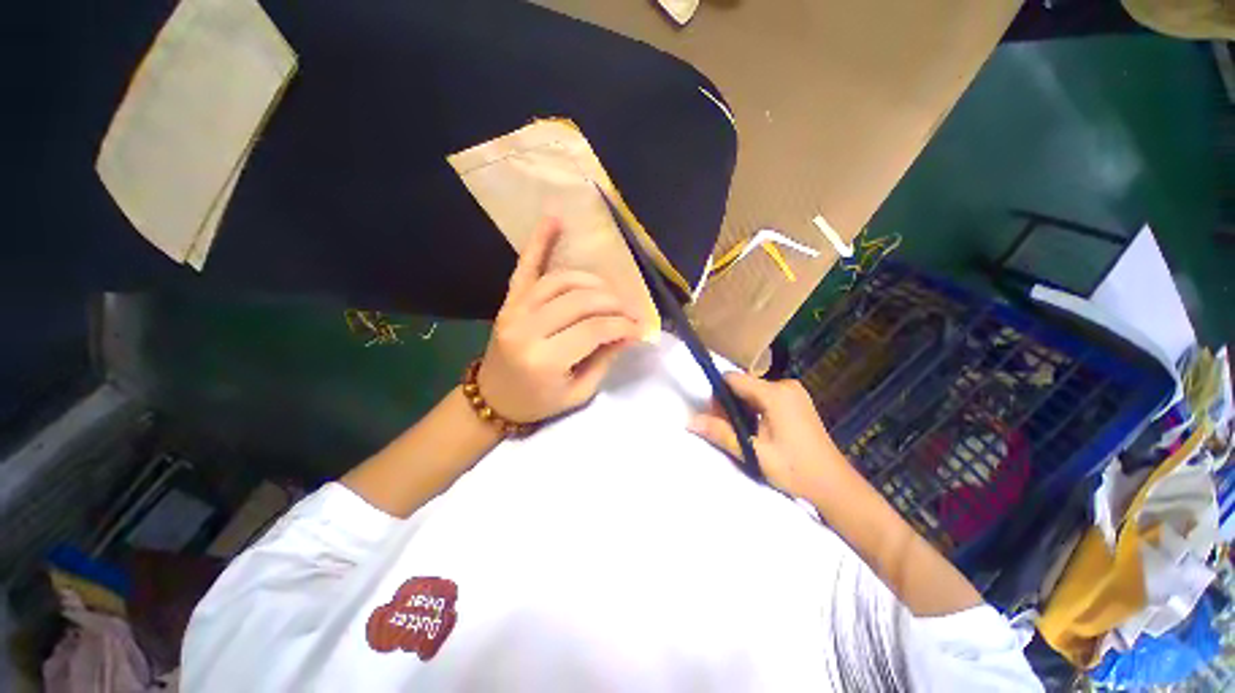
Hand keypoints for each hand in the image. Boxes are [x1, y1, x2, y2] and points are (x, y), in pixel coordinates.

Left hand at [477, 217, 641, 423]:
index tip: (640, 327)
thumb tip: (630, 331)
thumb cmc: (539, 402)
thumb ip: (604, 358)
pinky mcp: (510, 301)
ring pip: (562, 281)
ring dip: (593, 281)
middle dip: (613, 303)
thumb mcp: (579, 392)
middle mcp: (528, 329)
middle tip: (630, 311)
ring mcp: (515, 310)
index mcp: (545, 360)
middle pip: (580, 301)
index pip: (594, 330)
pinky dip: (539, 242)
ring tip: (610, 292)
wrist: (493, 399)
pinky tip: (554, 219)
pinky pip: (525, 267)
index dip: (623, 325)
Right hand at [688, 373, 850, 497]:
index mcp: (775, 394)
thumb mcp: (754, 452)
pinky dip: (755, 409)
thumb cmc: (795, 470)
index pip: (733, 379)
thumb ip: (721, 433)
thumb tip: (690, 422)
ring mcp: (794, 392)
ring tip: (743, 434)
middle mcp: (785, 385)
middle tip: (728, 430)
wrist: (835, 486)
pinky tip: (758, 430)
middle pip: (743, 385)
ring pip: (754, 391)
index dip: (718, 394)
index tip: (715, 417)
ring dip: (742, 408)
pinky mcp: (798, 401)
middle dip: (729, 404)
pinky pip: (766, 396)